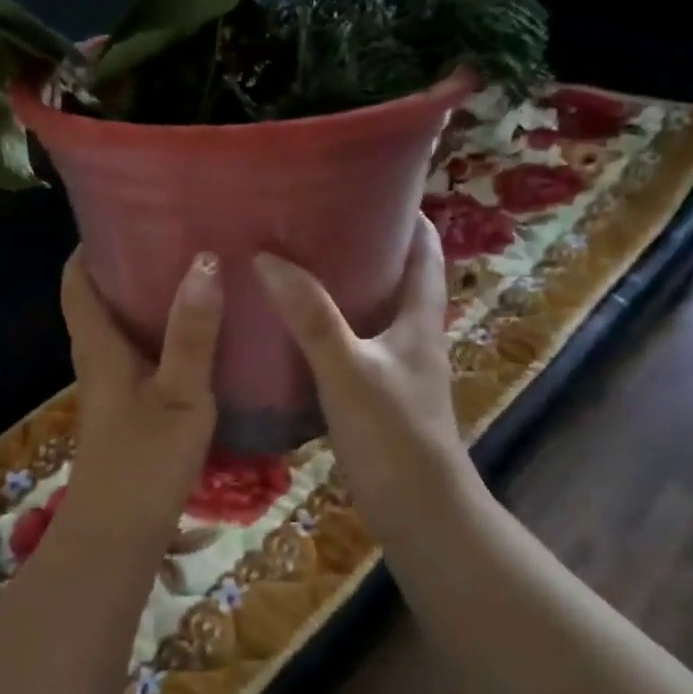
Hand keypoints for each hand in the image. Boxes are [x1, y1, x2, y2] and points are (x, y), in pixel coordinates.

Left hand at [54, 249, 221, 548]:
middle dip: (130, 262)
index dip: (91, 244)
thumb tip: (204, 260)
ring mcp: (112, 387)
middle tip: (178, 233)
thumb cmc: (144, 463)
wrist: (119, 534)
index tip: (126, 211)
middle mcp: (98, 359)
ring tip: (196, 271)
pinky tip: (201, 334)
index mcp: (99, 345)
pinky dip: (162, 334)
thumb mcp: (179, 395)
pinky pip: (141, 355)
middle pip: (101, 297)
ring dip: (148, 298)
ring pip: (123, 327)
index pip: (77, 280)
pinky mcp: (128, 409)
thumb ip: (192, 333)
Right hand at [254, 216, 473, 533]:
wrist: (419, 511)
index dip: (405, 213)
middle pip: (395, 275)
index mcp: (419, 318)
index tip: (367, 182)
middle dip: (362, 243)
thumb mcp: (349, 369)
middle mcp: (413, 336)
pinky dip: (328, 329)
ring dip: (343, 286)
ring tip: (295, 264)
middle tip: (312, 219)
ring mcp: (396, 368)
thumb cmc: (394, 434)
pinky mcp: (377, 396)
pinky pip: (352, 346)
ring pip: (370, 312)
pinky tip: (292, 331)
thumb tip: (268, 258)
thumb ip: (311, 317)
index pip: (424, 249)